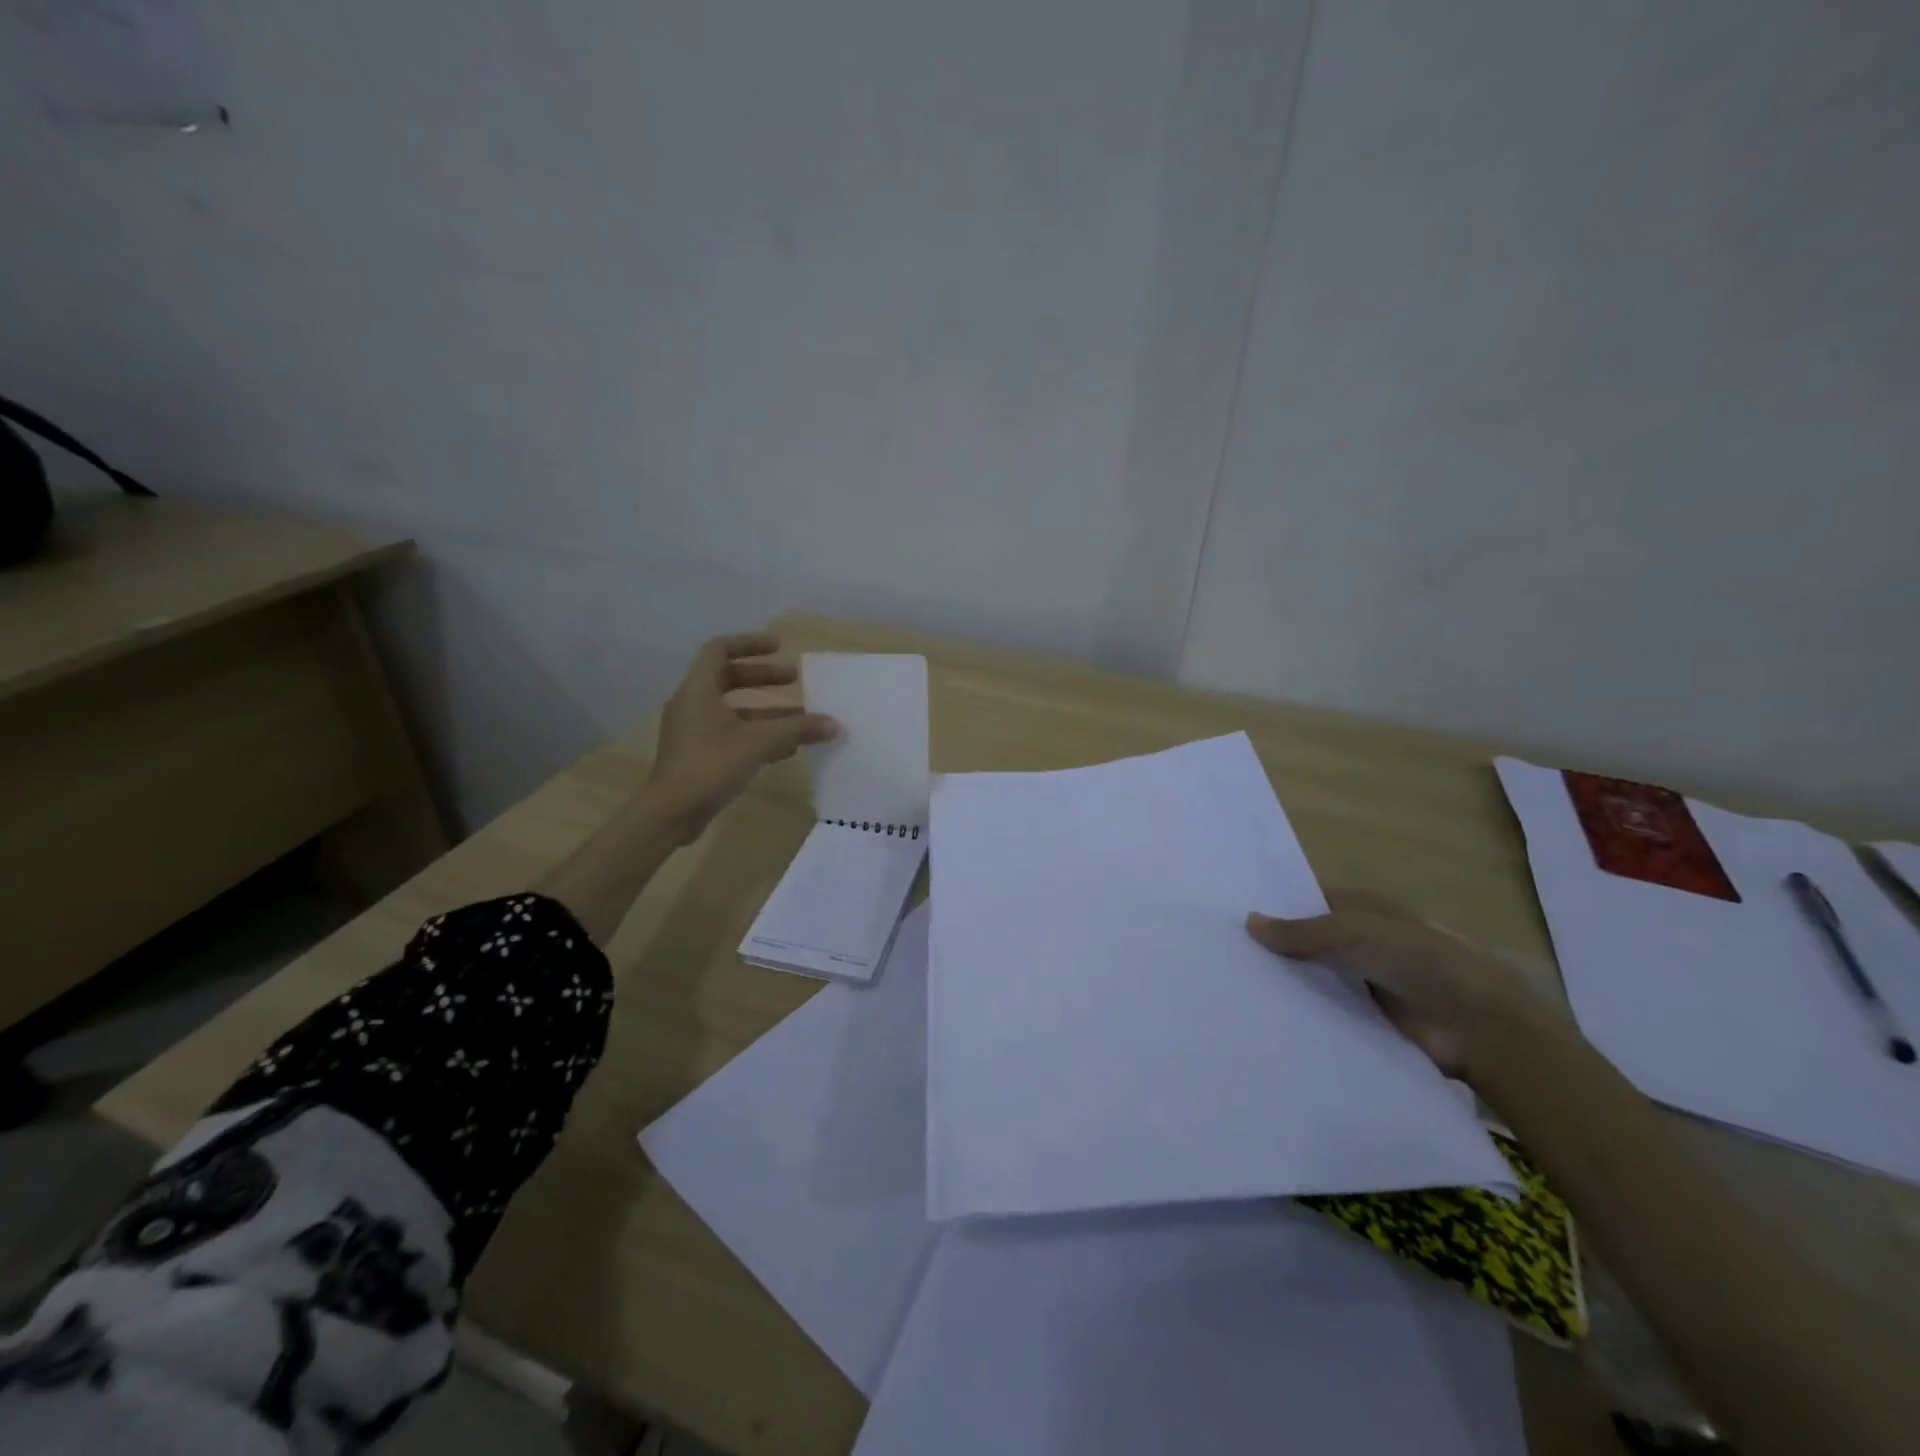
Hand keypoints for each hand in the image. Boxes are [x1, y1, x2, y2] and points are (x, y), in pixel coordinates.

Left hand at [643, 633, 839, 844]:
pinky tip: (786, 748)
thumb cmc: (710, 765)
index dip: (749, 643)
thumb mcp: (758, 743)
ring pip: (734, 709)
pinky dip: (758, 733)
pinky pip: (732, 733)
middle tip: (794, 678)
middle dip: (763, 677)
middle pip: (728, 677)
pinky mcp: (699, 754)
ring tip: (800, 715)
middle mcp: (693, 704)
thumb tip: (834, 724)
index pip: (719, 650)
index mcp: (698, 690)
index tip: (779, 647)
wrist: (671, 813)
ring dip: (766, 709)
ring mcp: (694, 730)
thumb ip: (796, 730)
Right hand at [1245, 889, 1540, 1078]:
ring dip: (1286, 983)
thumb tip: (1248, 921)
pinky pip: (1327, 1011)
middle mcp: (1362, 942)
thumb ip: (1300, 931)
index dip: (1275, 907)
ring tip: (1233, 988)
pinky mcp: (1367, 1019)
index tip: (1231, 916)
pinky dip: (1303, 1013)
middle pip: (1309, 941)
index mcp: (1362, 910)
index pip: (1309, 902)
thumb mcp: (1352, 932)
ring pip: (1315, 977)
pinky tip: (1264, 1018)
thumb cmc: (1416, 959)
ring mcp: (1365, 981)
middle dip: (1274, 947)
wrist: (1476, 1024)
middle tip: (1222, 955)